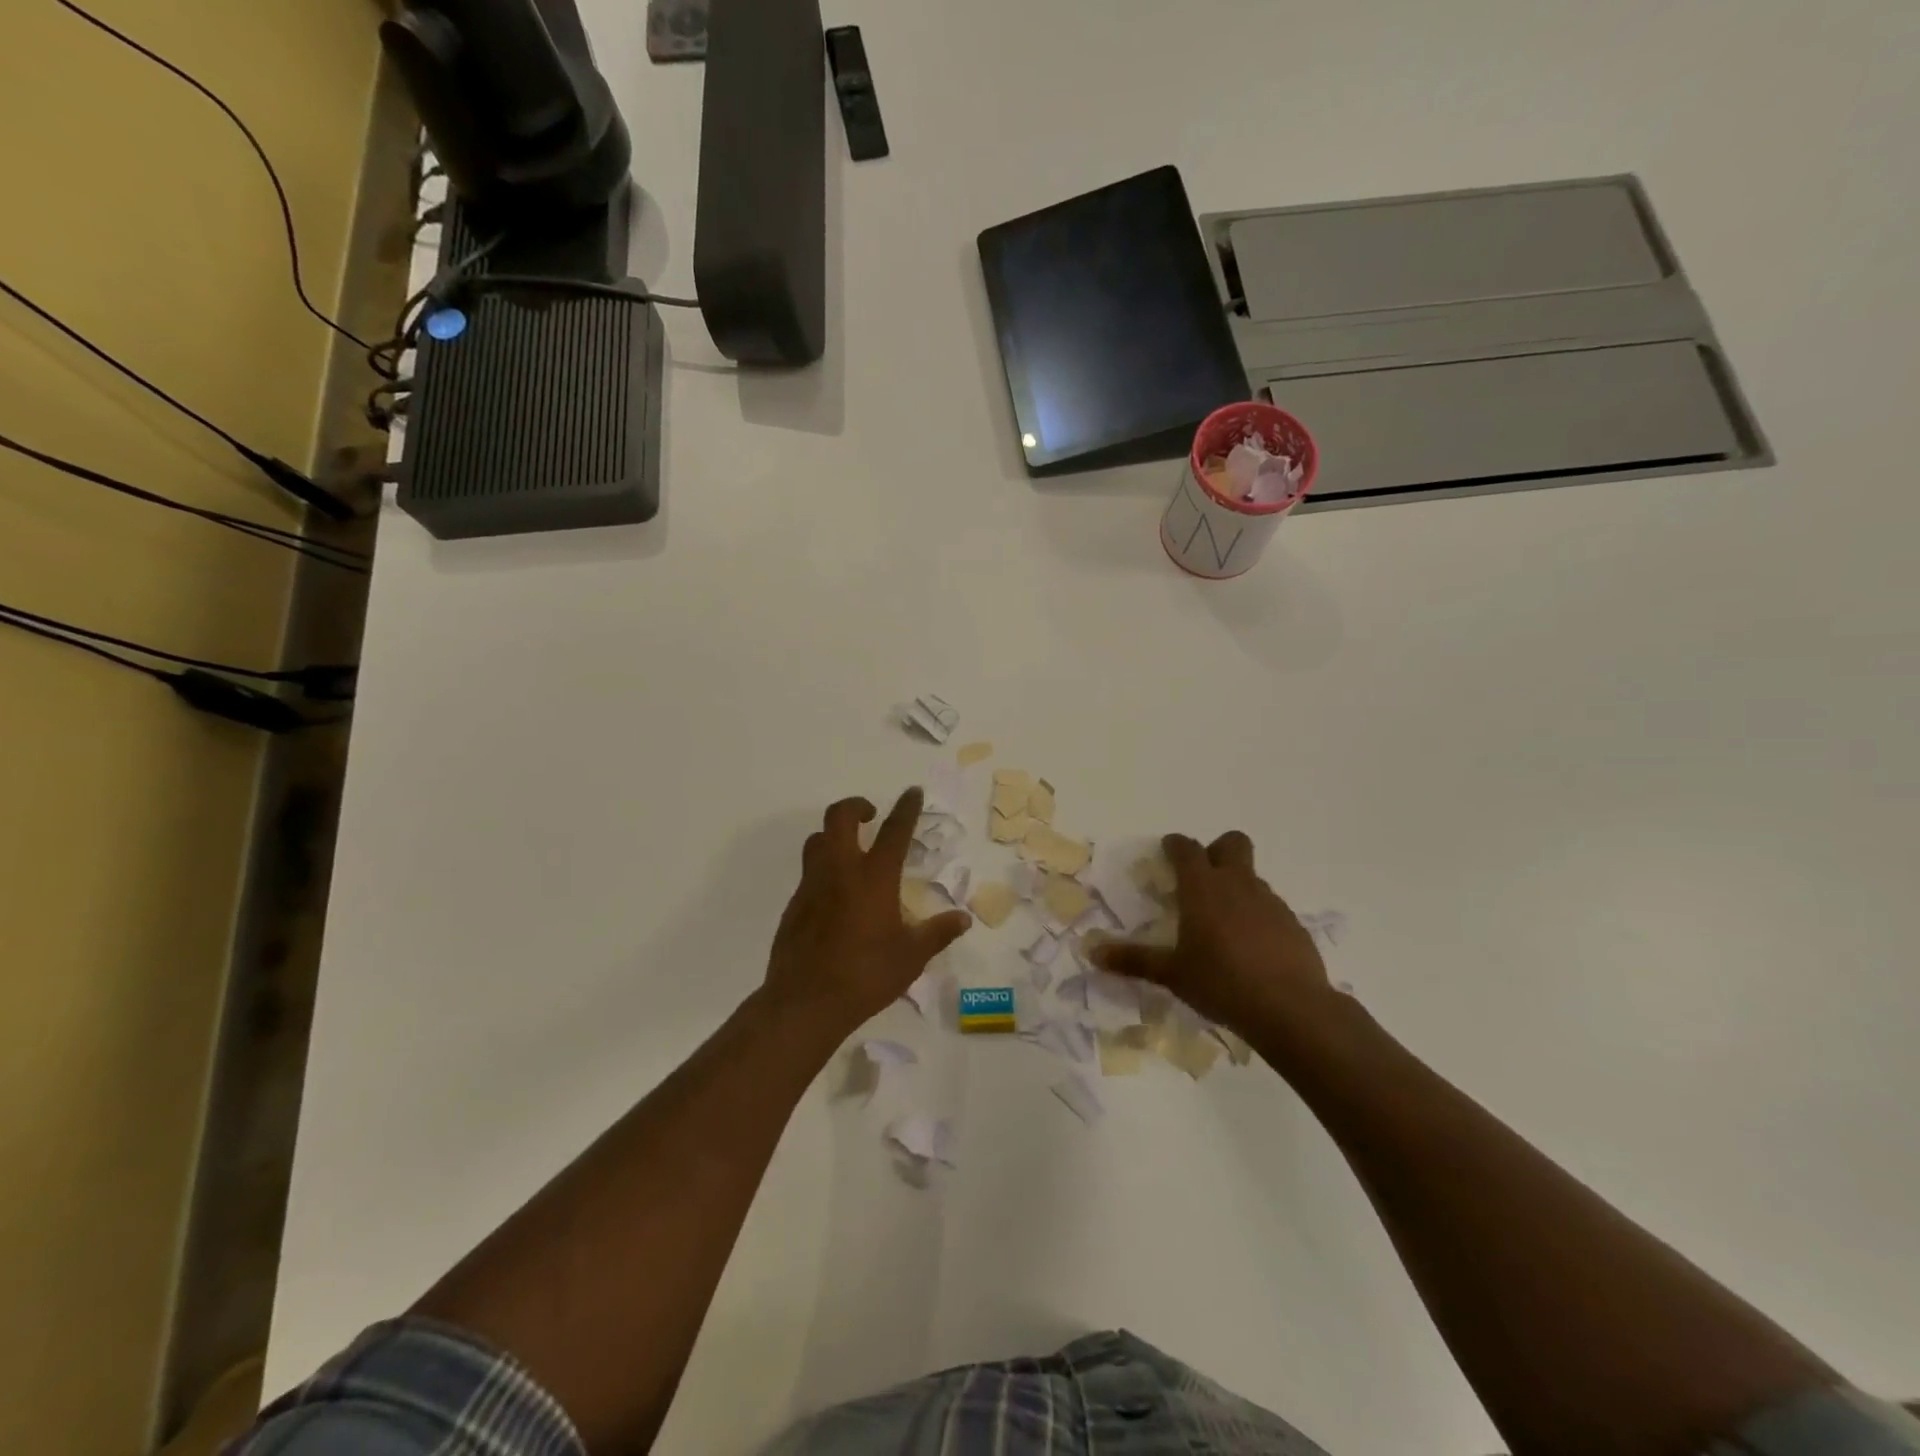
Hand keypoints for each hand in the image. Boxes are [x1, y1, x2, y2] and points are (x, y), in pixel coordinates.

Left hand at [764, 788, 972, 1032]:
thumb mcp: (911, 957)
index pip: (894, 830)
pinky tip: (835, 896)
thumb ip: (937, 933)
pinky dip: (823, 869)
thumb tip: (963, 919)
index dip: (905, 808)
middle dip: (856, 805)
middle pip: (840, 817)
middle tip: (871, 814)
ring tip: (851, 850)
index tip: (912, 792)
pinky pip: (808, 873)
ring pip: (817, 841)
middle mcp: (840, 871)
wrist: (805, 1003)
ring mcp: (812, 886)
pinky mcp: (794, 905)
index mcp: (874, 878)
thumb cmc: (866, 976)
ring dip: (834, 835)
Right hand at [1092, 831, 1331, 1038]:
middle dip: (1217, 850)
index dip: (1175, 845)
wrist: (1291, 1008)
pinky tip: (1251, 947)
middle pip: (1232, 843)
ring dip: (1237, 886)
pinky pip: (1270, 907)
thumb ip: (1133, 960)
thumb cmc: (1221, 983)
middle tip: (1202, 877)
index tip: (1167, 849)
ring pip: (1252, 877)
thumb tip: (1092, 952)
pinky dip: (1258, 915)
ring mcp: (1270, 902)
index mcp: (1203, 888)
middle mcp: (1238, 884)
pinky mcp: (1294, 924)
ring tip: (1223, 922)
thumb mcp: (1172, 974)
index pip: (1186, 849)